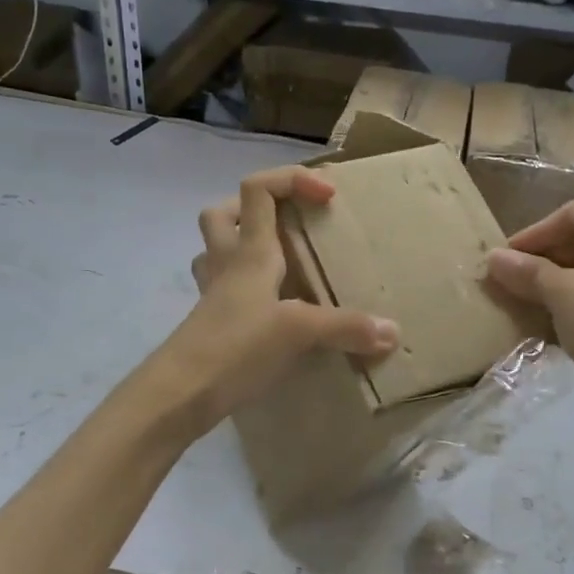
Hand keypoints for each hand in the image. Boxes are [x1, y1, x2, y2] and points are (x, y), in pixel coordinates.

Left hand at [156, 166, 398, 433]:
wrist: (179, 394)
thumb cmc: (235, 347)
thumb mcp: (297, 332)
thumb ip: (346, 327)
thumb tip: (393, 331)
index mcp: (249, 252)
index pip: (258, 189)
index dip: (292, 179)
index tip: (328, 196)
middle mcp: (227, 264)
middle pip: (223, 213)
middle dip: (255, 208)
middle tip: (290, 226)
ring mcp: (214, 294)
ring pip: (217, 250)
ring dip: (243, 246)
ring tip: (281, 264)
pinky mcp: (211, 323)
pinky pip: (225, 289)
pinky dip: (248, 289)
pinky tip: (273, 310)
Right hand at [484, 197, 573, 408]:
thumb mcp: (562, 295)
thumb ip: (526, 271)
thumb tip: (493, 257)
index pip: (569, 215)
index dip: (531, 237)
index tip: (503, 260)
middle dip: (549, 256)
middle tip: (516, 277)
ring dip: (566, 272)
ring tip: (535, 295)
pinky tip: (566, 309)